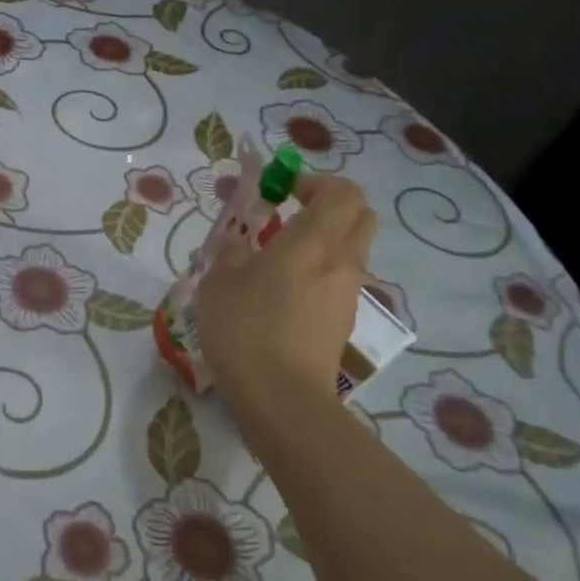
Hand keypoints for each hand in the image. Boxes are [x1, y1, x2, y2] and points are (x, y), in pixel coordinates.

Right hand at [196, 175, 375, 426]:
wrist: (282, 398)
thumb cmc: (246, 328)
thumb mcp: (220, 280)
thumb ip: (233, 251)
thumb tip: (243, 244)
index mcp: (314, 241)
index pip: (341, 191)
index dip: (314, 182)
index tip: (281, 192)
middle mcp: (342, 262)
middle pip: (359, 216)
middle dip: (330, 208)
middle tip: (291, 219)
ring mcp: (348, 295)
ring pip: (350, 253)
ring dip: (323, 245)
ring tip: (278, 264)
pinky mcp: (342, 324)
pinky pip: (338, 284)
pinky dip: (319, 277)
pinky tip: (282, 299)